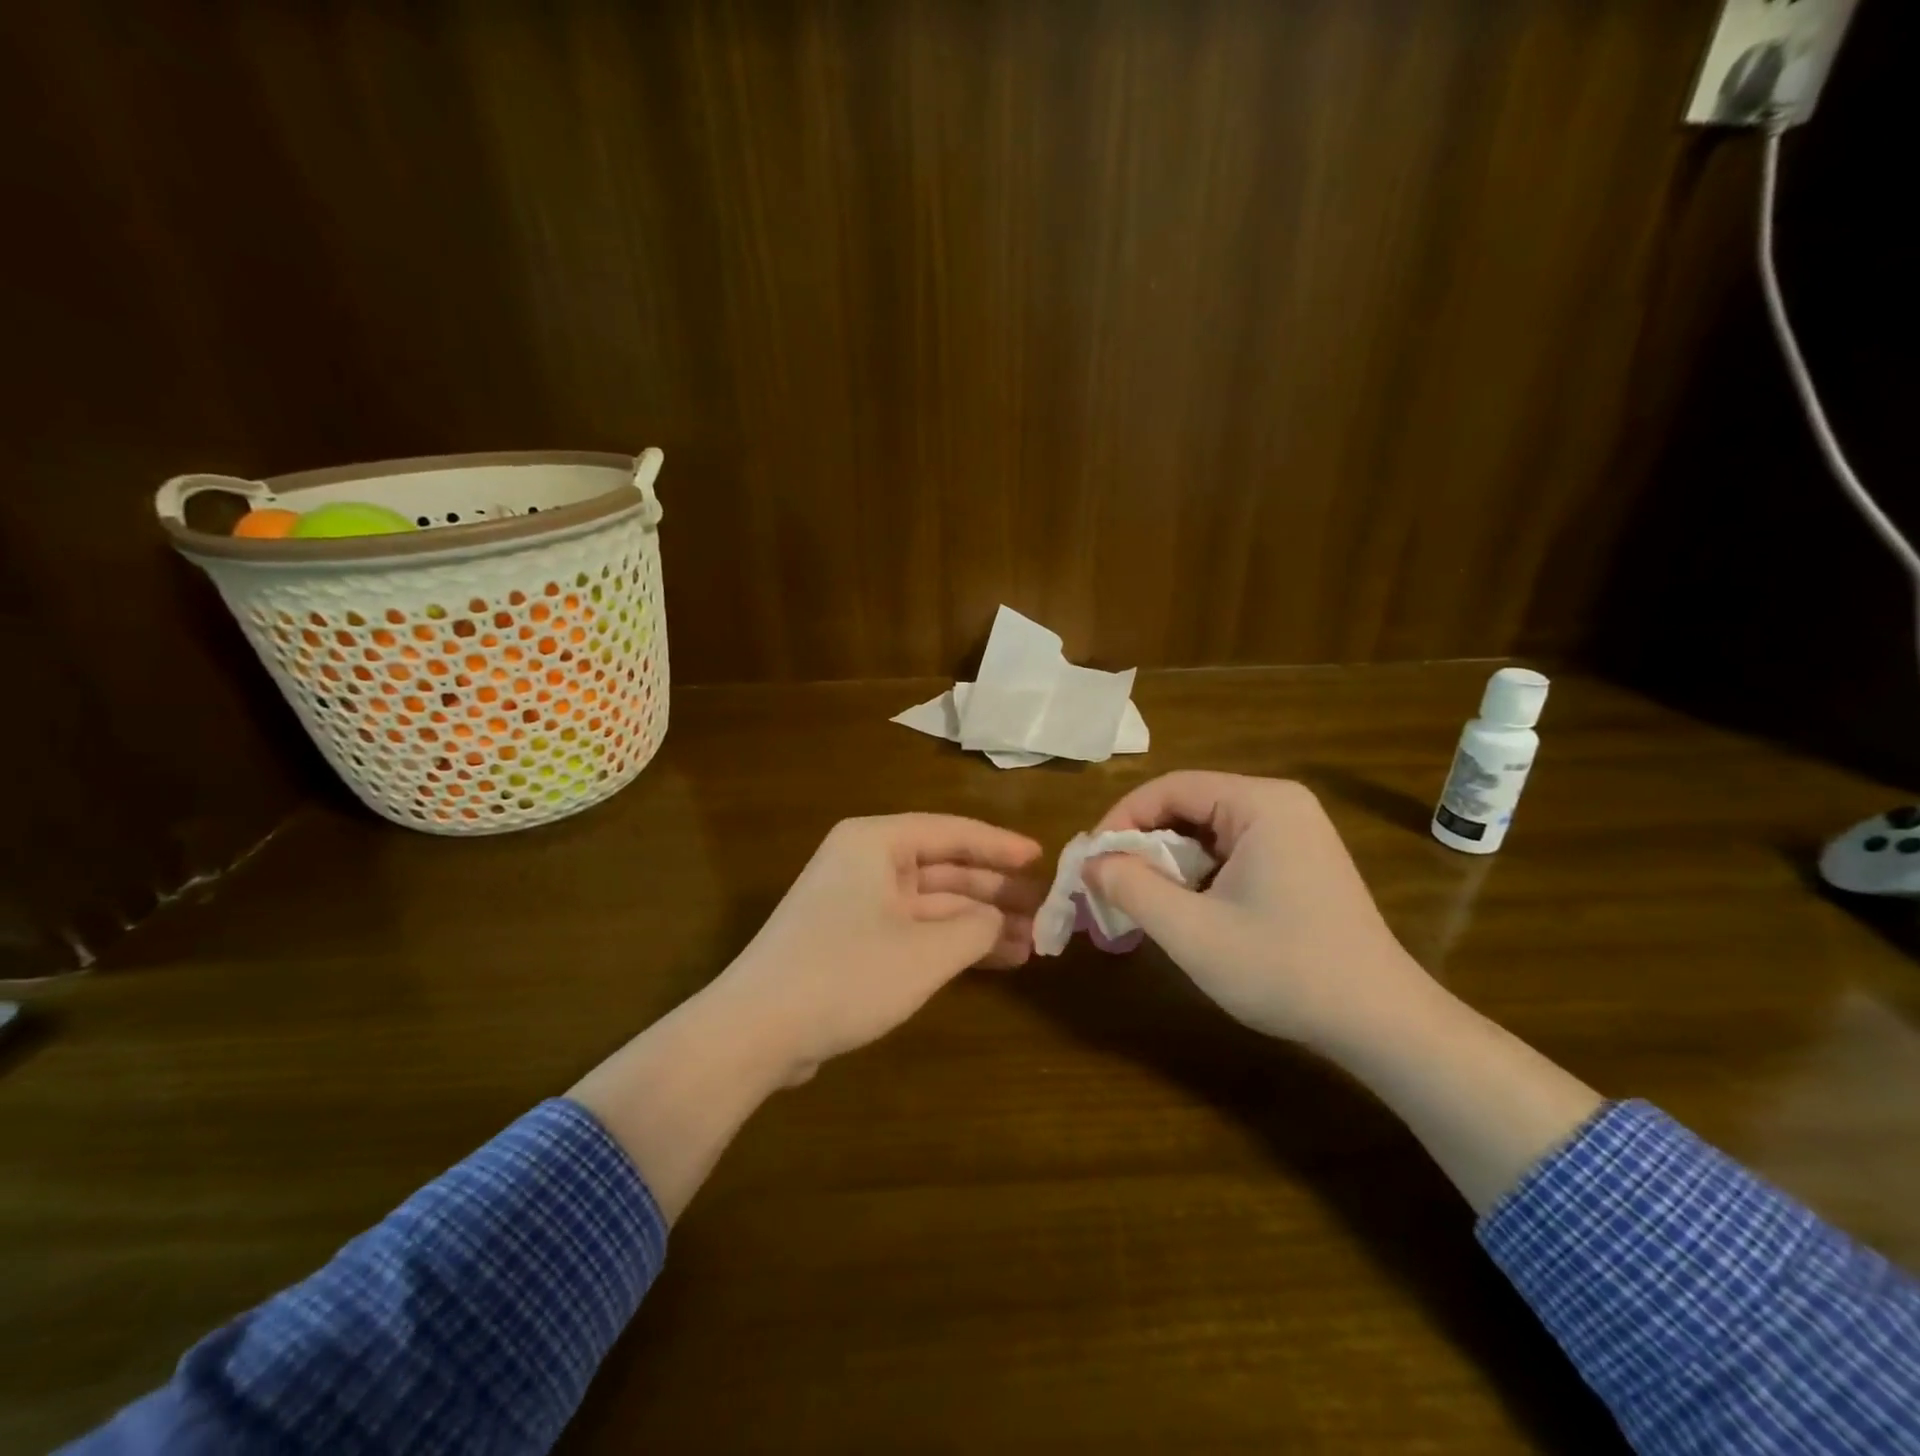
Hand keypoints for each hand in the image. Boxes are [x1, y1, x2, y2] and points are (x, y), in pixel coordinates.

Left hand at [712, 814, 1043, 1083]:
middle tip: (1046, 910)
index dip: (1001, 846)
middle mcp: (865, 862)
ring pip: (932, 902)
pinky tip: (995, 959)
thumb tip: (1002, 919)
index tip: (1043, 859)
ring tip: (1032, 942)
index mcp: (876, 843)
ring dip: (979, 921)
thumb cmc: (846, 974)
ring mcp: (857, 902)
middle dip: (995, 891)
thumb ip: (977, 927)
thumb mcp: (926, 952)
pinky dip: (952, 942)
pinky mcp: (853, 940)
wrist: (755, 1032)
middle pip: (944, 868)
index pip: (952, 832)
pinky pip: (914, 929)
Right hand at [1086, 772, 1434, 1052]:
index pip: (1170, 788)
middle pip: (1188, 806)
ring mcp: (1294, 833)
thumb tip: (1090, 863)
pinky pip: (1230, 852)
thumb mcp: (1192, 932)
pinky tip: (1183, 908)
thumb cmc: (1284, 969)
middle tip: (1108, 882)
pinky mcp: (1298, 862)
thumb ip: (1131, 889)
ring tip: (1139, 899)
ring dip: (1167, 862)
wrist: (1381, 1023)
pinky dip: (1196, 874)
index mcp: (1260, 803)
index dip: (1121, 819)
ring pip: (1206, 832)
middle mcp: (1279, 805)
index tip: (1091, 860)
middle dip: (1143, 843)